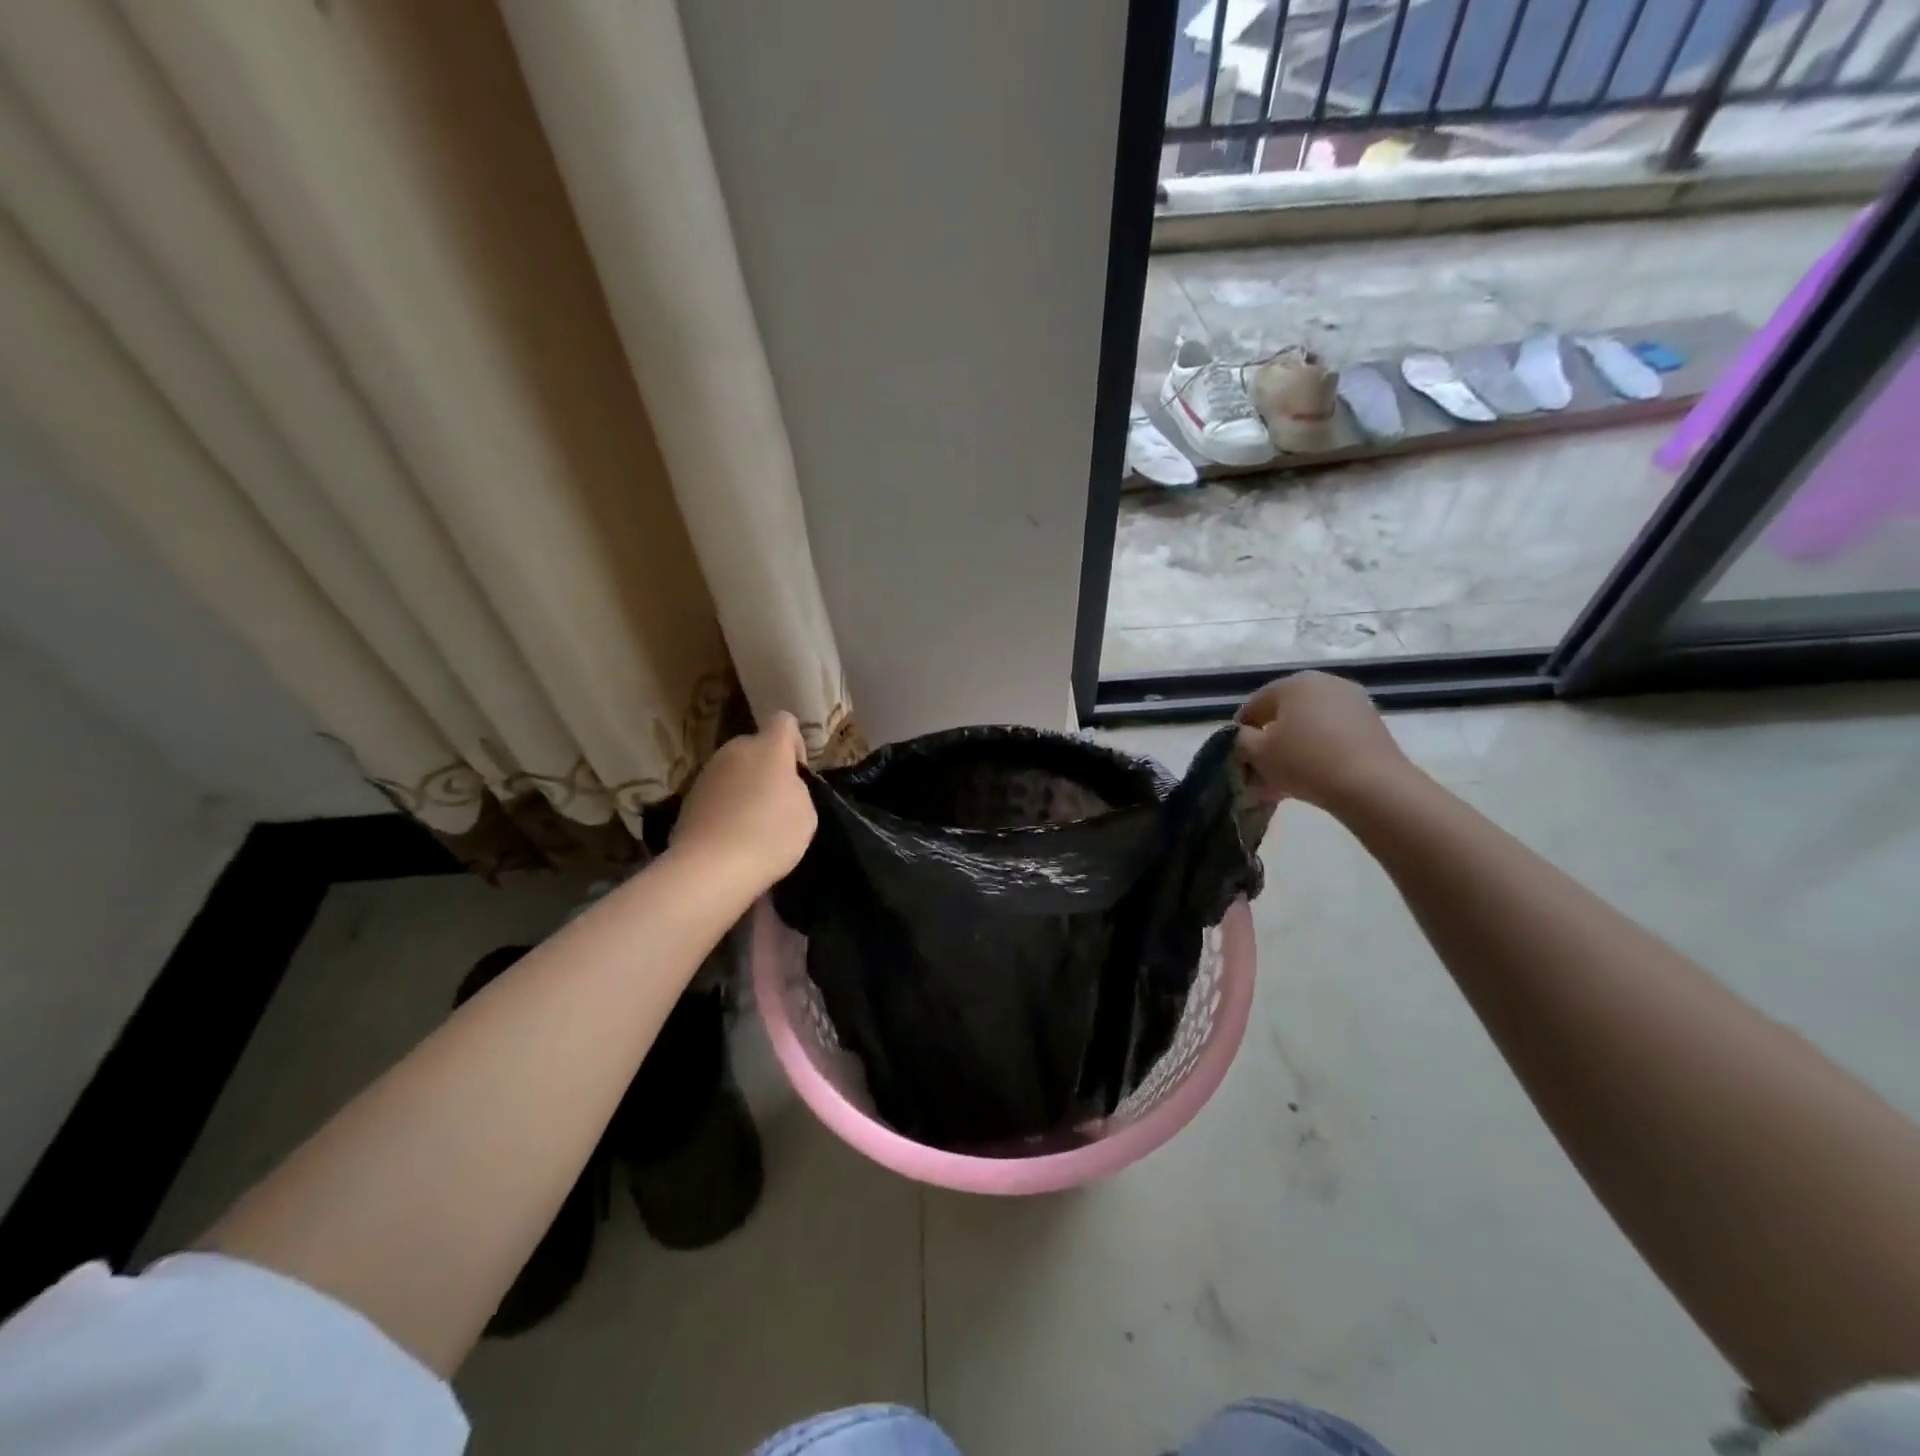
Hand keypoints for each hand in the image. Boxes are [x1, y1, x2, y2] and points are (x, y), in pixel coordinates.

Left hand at [671, 712, 817, 894]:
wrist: (710, 868)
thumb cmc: (769, 835)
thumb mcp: (805, 812)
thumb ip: (796, 788)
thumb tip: (781, 786)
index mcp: (768, 747)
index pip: (784, 721)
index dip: (795, 742)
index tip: (797, 772)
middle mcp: (735, 750)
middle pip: (756, 747)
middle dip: (768, 768)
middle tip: (777, 803)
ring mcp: (707, 772)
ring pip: (734, 770)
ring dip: (745, 787)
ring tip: (752, 824)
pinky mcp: (688, 797)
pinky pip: (717, 793)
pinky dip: (725, 806)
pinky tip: (731, 835)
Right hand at [1234, 671, 1412, 810]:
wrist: (1371, 785)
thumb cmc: (1304, 761)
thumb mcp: (1257, 753)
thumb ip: (1242, 740)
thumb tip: (1247, 736)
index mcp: (1293, 683)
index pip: (1255, 703)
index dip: (1242, 729)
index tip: (1238, 753)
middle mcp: (1324, 683)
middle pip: (1286, 712)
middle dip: (1271, 738)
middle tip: (1262, 766)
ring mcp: (1352, 701)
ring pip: (1310, 724)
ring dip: (1295, 745)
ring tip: (1286, 776)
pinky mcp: (1371, 723)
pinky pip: (1333, 733)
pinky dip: (1319, 749)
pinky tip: (1312, 774)